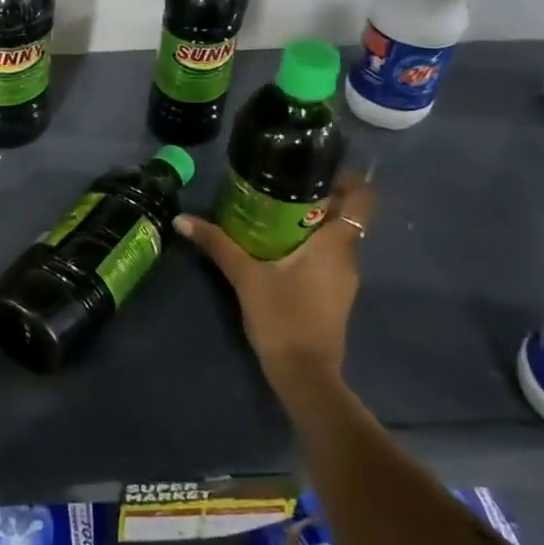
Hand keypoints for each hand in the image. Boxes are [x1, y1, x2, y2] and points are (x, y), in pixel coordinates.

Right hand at [177, 169, 373, 399]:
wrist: (305, 375)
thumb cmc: (282, 317)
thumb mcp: (245, 276)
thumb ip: (217, 244)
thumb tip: (182, 219)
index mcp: (334, 244)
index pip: (361, 198)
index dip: (345, 178)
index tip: (315, 169)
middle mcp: (347, 257)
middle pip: (343, 216)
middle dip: (315, 199)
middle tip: (279, 188)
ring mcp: (344, 279)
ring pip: (334, 239)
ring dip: (310, 225)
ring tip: (271, 216)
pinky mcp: (335, 296)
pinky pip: (327, 259)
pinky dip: (308, 248)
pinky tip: (276, 251)